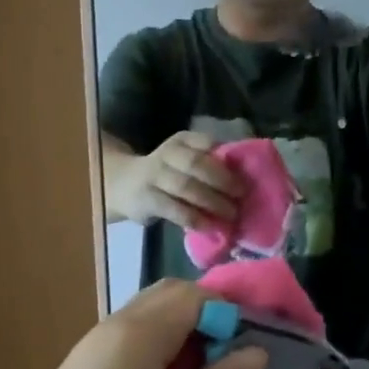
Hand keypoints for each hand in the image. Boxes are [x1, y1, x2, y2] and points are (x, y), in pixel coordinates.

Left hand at [0, 281, 267, 368]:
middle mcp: (114, 328)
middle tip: (238, 364)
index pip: (200, 295)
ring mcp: (93, 351)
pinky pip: (133, 346)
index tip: (264, 347)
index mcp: (140, 333)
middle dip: (213, 320)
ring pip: (153, 322)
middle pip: (174, 299)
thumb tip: (255, 351)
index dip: (237, 313)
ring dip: (187, 341)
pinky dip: (163, 358)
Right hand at [110, 131, 243, 231]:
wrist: (123, 185)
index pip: (205, 143)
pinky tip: (211, 226)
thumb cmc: (166, 174)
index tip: (246, 173)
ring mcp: (154, 176)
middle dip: (223, 180)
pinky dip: (195, 218)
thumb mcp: (184, 160)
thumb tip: (245, 178)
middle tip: (242, 195)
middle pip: (197, 164)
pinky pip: (175, 209)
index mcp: (181, 141)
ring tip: (232, 214)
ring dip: (212, 201)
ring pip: (186, 186)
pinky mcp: (147, 199)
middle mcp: (166, 154)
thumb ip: (208, 163)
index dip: (226, 157)